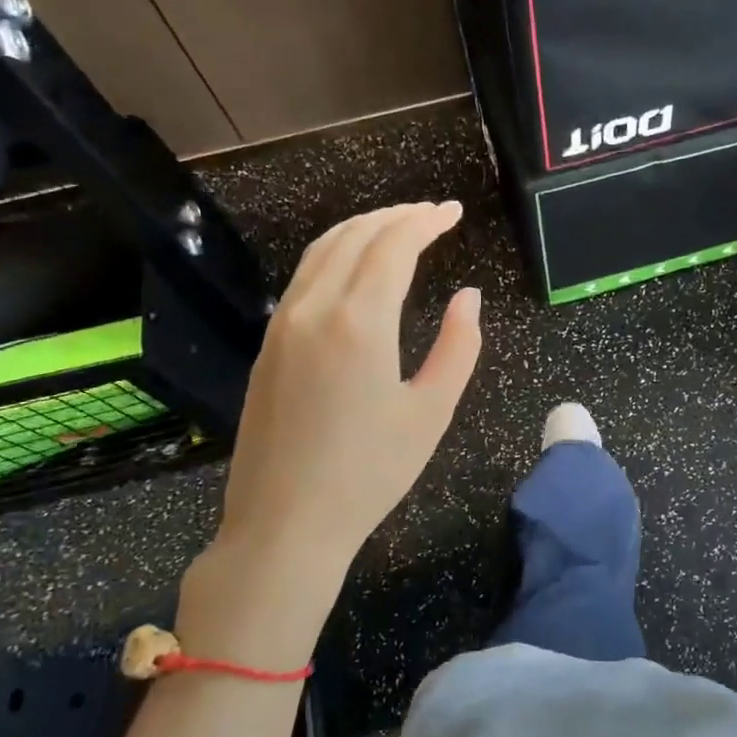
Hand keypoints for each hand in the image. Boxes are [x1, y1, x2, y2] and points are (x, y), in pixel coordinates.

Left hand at [179, 201, 481, 667]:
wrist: (284, 524)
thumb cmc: (370, 473)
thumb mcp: (432, 411)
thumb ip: (459, 346)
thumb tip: (468, 297)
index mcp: (359, 322)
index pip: (393, 246)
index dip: (426, 221)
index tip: (453, 212)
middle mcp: (313, 309)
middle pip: (354, 236)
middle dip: (396, 216)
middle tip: (432, 214)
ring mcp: (282, 324)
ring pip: (321, 250)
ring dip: (362, 228)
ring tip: (398, 226)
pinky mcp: (268, 344)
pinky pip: (304, 277)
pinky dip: (335, 253)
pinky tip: (355, 266)